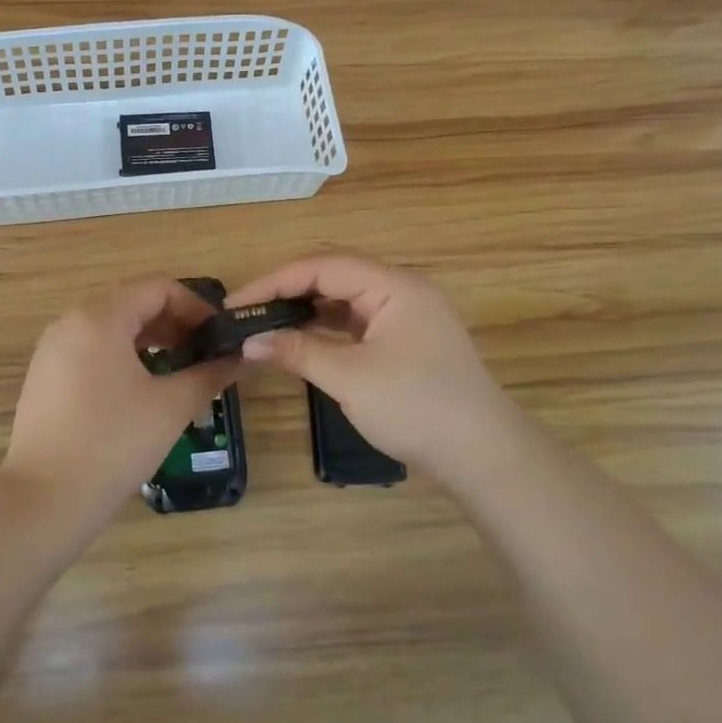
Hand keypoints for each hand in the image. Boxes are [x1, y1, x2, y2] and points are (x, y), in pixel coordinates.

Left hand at [3, 277, 239, 522]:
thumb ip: (210, 373)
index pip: (158, 288)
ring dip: (149, 339)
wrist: (44, 500)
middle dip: (173, 322)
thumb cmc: (113, 444)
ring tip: (178, 368)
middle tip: (205, 352)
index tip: (220, 336)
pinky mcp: (44, 375)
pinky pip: (90, 348)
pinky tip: (141, 387)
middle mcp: (70, 321)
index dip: (195, 306)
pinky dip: (122, 355)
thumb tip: (243, 356)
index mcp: (99, 316)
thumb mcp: (171, 406)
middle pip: (132, 302)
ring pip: (110, 326)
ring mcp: (52, 348)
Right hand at [228, 253, 522, 483]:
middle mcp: (401, 289)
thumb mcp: (350, 378)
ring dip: (306, 309)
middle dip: (287, 290)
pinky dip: (326, 328)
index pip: (322, 266)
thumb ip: (297, 352)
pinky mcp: (407, 340)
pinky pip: (357, 321)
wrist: (484, 457)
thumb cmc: (417, 408)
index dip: (274, 281)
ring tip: (267, 325)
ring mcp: (407, 315)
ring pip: (345, 298)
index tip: (236, 304)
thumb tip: (249, 341)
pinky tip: (302, 341)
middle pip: (333, 274)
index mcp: (394, 285)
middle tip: (248, 312)